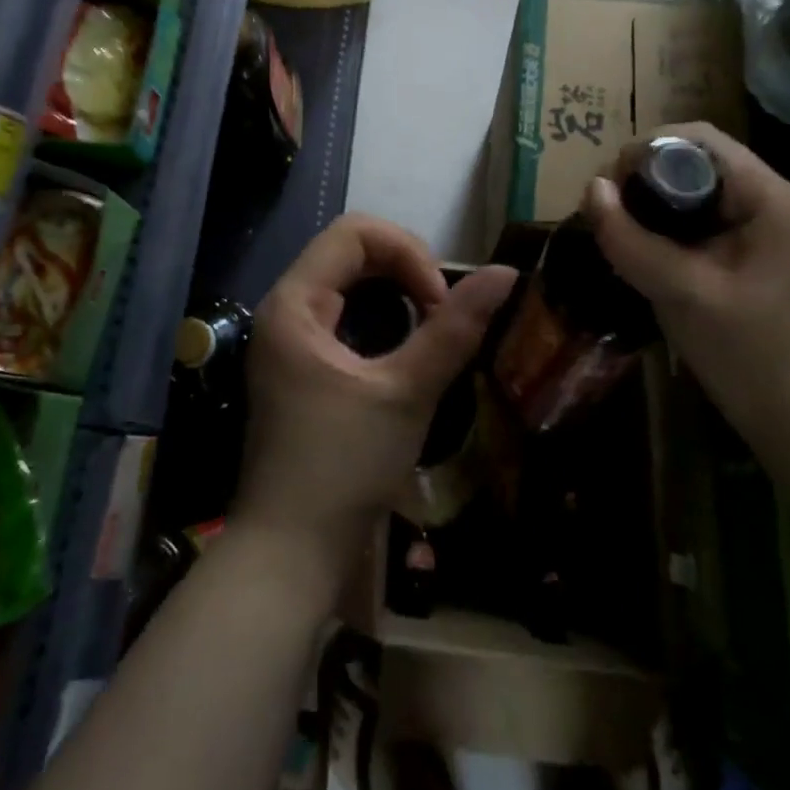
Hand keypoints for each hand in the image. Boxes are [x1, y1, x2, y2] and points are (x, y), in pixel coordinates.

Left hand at [232, 215, 516, 579]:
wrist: (289, 556)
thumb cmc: (342, 470)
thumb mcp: (406, 395)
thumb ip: (454, 330)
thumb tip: (505, 273)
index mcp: (294, 303)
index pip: (354, 233)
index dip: (407, 252)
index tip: (439, 303)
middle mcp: (283, 310)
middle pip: (349, 252)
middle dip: (403, 269)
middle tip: (440, 313)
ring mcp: (288, 339)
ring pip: (348, 283)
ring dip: (394, 293)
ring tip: (430, 328)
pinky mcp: (300, 366)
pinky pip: (342, 316)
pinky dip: (380, 319)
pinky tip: (406, 350)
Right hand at [580, 122, 789, 443]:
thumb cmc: (749, 355)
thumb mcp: (682, 293)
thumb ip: (632, 239)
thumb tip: (590, 188)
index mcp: (772, 200)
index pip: (701, 141)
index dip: (647, 150)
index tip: (608, 184)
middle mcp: (773, 201)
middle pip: (697, 160)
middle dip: (645, 175)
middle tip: (606, 208)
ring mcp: (765, 227)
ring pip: (695, 189)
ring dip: (652, 200)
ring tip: (615, 225)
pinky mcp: (752, 252)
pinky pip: (701, 218)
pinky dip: (667, 224)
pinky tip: (641, 247)